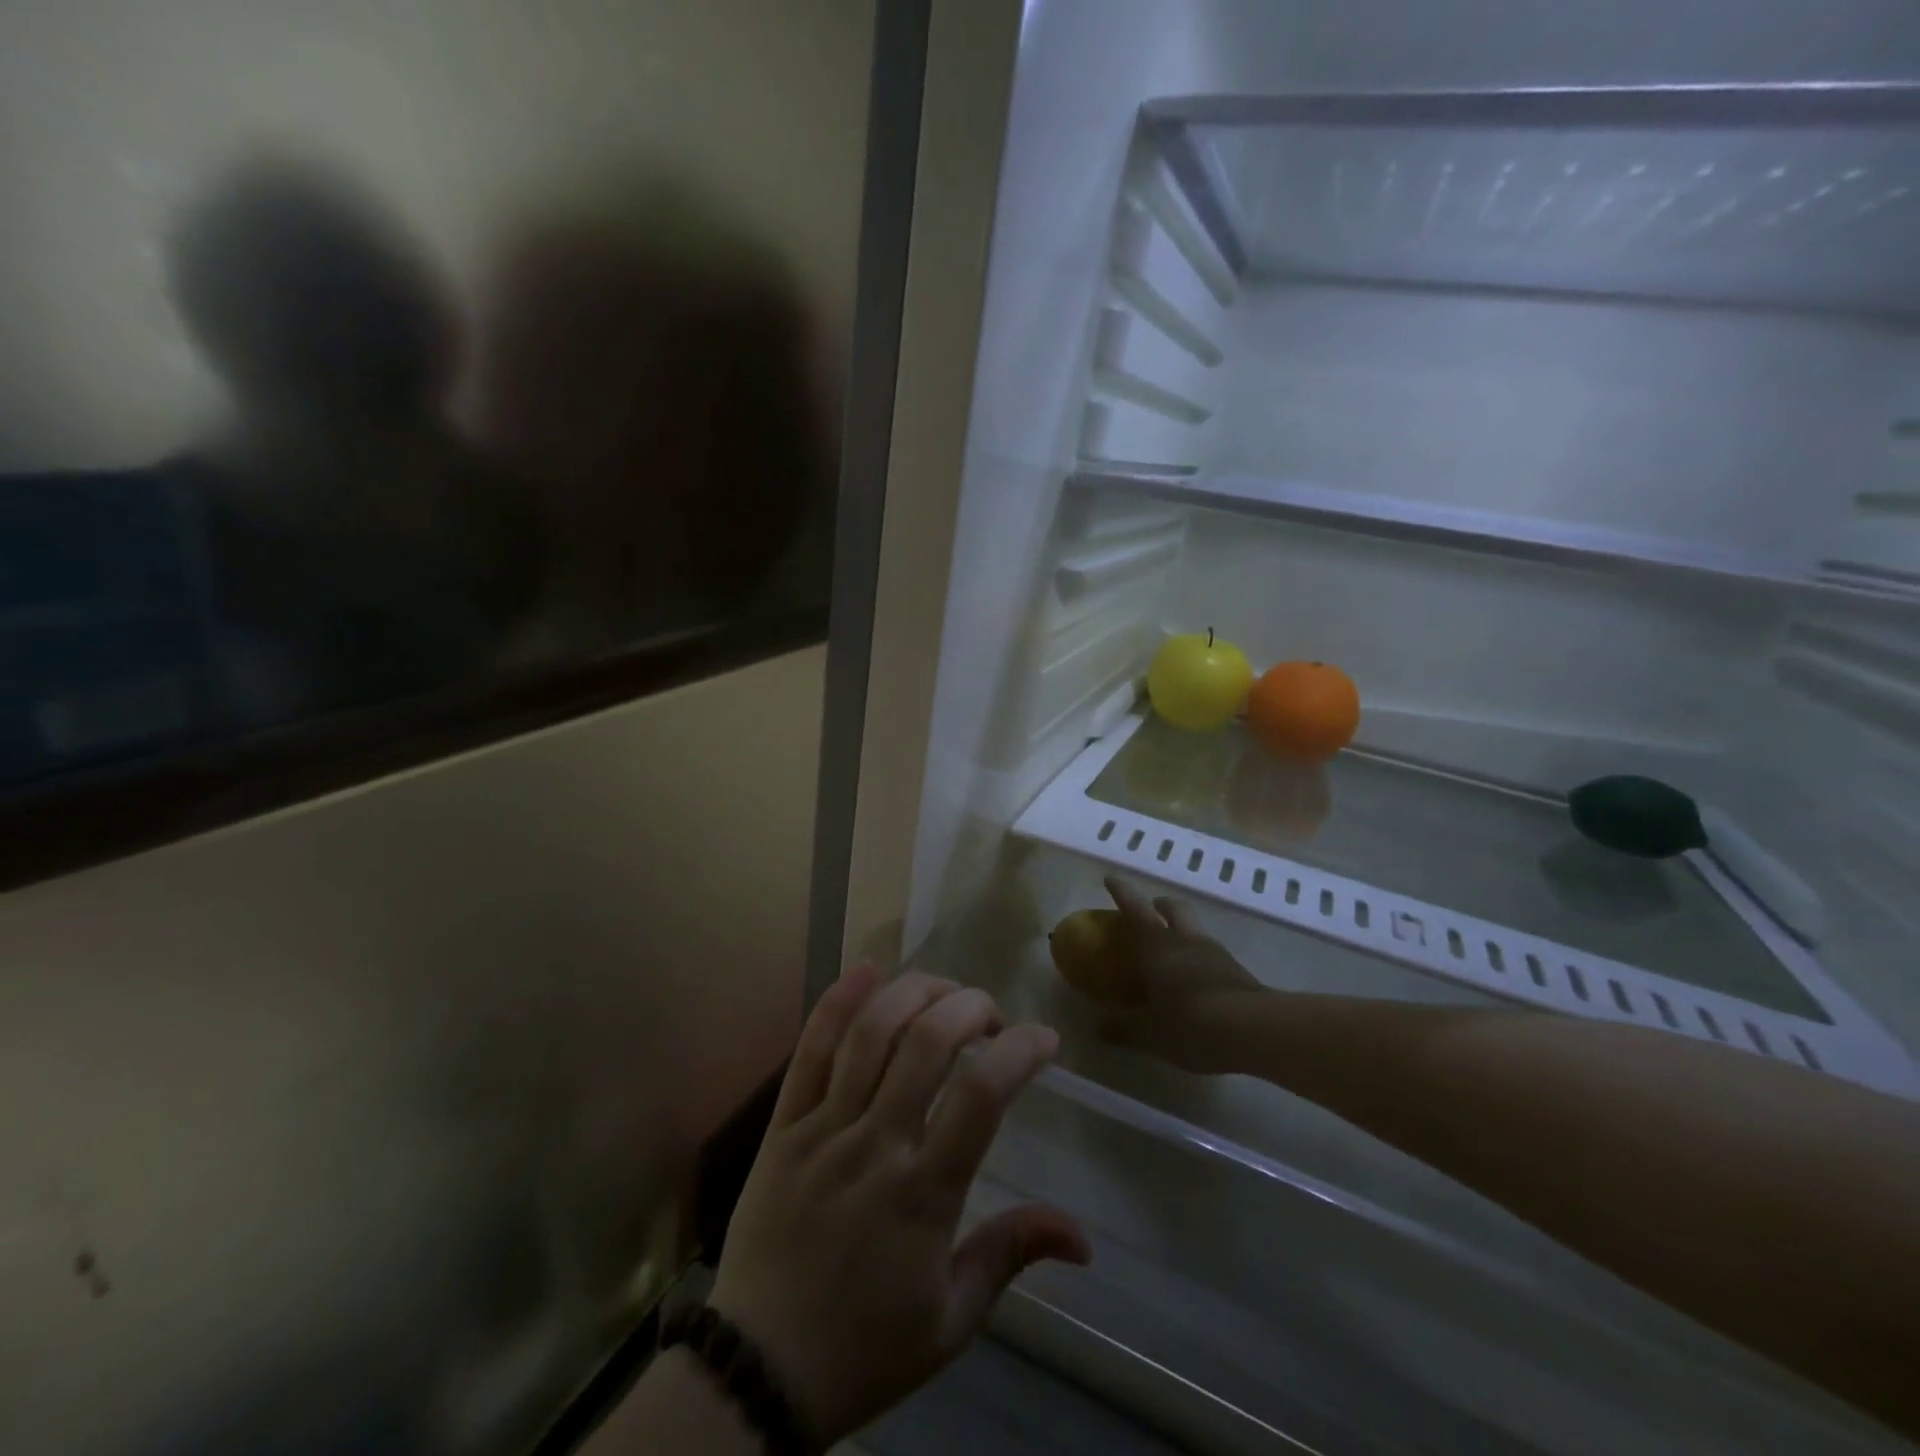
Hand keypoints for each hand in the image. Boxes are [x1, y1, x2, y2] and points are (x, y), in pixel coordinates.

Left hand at [709, 965, 1089, 1443]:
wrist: (756, 1372)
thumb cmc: (866, 1348)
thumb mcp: (952, 1319)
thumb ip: (1012, 1255)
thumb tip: (1083, 1237)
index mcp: (923, 1194)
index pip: (981, 1096)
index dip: (1019, 1052)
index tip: (1044, 1039)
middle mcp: (875, 1145)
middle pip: (927, 1044)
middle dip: (969, 1008)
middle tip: (989, 1014)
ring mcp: (824, 1128)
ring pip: (870, 1034)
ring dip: (914, 993)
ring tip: (944, 990)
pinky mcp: (783, 1124)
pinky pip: (809, 1051)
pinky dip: (838, 1003)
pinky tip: (867, 969)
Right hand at [1098, 876, 1266, 1073]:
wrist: (1255, 1031)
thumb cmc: (1191, 1024)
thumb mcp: (1150, 1034)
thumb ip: (1123, 1029)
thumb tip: (1097, 1027)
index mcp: (1158, 946)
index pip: (1135, 908)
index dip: (1121, 892)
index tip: (1111, 878)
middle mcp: (1186, 941)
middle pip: (1173, 908)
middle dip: (1159, 905)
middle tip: (1150, 910)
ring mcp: (1216, 954)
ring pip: (1196, 929)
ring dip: (1183, 930)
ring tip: (1174, 950)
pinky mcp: (1238, 972)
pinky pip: (1213, 954)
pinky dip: (1201, 958)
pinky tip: (1198, 979)